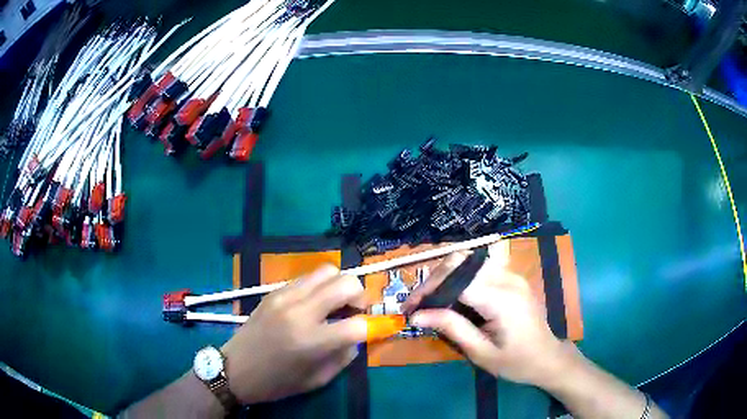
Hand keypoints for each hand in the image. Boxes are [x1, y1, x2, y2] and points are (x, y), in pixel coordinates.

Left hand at [221, 265, 367, 403]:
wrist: (234, 369)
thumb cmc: (276, 382)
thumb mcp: (317, 380)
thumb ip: (344, 357)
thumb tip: (358, 336)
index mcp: (311, 342)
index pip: (357, 324)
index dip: (368, 328)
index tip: (364, 333)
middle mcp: (299, 312)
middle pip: (346, 283)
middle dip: (360, 296)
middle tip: (354, 312)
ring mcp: (284, 297)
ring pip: (327, 271)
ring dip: (339, 285)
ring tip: (335, 304)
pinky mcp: (273, 291)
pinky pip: (306, 278)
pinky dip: (319, 286)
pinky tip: (313, 304)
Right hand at [403, 246, 568, 386]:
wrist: (547, 357)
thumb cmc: (516, 362)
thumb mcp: (481, 353)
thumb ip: (451, 328)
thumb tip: (417, 315)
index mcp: (501, 299)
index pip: (456, 280)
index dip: (428, 290)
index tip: (409, 308)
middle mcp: (507, 278)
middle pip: (460, 261)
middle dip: (433, 279)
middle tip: (417, 303)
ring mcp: (512, 275)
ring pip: (468, 259)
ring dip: (445, 276)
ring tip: (431, 300)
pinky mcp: (512, 277)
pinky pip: (479, 268)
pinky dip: (459, 278)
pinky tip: (451, 297)